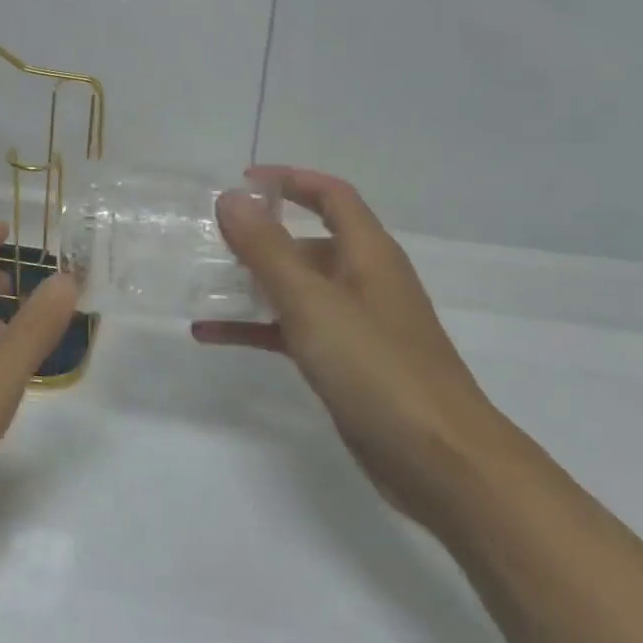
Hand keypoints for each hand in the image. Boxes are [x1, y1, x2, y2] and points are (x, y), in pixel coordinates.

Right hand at [193, 166, 504, 525]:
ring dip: (251, 284)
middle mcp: (364, 281)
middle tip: (210, 239)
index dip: (290, 180)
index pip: (331, 195)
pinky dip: (255, 328)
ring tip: (201, 284)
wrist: (440, 461)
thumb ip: (267, 249)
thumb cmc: (376, 367)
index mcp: (368, 254)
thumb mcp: (312, 302)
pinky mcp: (346, 363)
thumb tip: (231, 197)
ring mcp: (356, 324)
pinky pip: (292, 331)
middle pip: (309, 242)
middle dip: (260, 236)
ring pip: (296, 289)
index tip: (242, 182)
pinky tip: (210, 335)